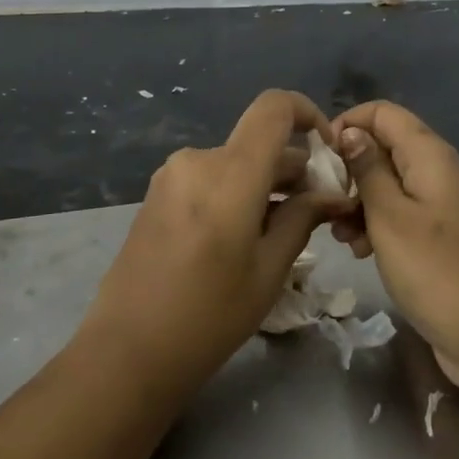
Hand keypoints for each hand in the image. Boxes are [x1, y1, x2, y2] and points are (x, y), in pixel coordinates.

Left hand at [80, 90, 354, 394]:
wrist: (127, 351)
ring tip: (282, 231)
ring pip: (234, 162)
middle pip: (257, 142)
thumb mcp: (268, 271)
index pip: (274, 107)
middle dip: (293, 168)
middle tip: (318, 211)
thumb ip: (302, 219)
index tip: (327, 152)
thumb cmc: (208, 316)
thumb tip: (331, 194)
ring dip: (264, 184)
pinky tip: (242, 236)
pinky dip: (235, 193)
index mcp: (229, 173)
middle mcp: (197, 160)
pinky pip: (209, 178)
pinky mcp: (157, 194)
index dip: (307, 114)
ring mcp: (171, 175)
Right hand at [330, 101, 458, 384]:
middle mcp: (440, 171)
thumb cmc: (436, 272)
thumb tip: (349, 131)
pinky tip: (361, 252)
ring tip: (341, 235)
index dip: (348, 124)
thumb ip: (367, 169)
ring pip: (391, 183)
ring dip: (360, 202)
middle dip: (351, 170)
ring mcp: (444, 205)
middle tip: (327, 203)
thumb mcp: (390, 217)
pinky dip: (379, 224)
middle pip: (386, 147)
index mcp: (431, 156)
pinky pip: (404, 213)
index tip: (320, 158)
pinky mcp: (443, 235)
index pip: (383, 113)